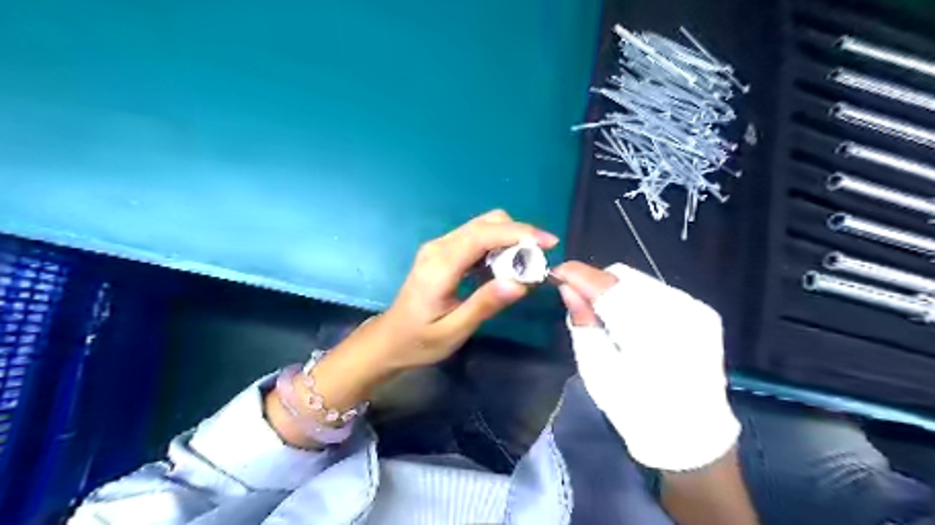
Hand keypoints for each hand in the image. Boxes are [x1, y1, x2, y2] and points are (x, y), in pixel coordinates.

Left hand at [265, 212, 553, 448]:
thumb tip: (520, 283)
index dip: (519, 233)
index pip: (483, 235)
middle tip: (538, 261)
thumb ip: (485, 304)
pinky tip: (504, 267)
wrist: (389, 339)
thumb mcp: (454, 330)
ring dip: (509, 239)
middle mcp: (439, 247)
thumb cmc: (419, 340)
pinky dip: (496, 246)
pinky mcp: (442, 252)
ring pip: (482, 227)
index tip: (549, 242)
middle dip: (518, 234)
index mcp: (440, 265)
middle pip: (485, 223)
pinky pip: (475, 238)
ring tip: (525, 267)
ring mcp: (438, 247)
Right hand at [550, 260, 741, 468]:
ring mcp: (695, 310)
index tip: (556, 274)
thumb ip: (583, 324)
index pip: (607, 287)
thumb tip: (567, 289)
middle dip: (596, 282)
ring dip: (615, 289)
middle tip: (578, 297)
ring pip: (640, 280)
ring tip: (604, 311)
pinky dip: (635, 297)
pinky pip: (657, 290)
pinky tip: (629, 319)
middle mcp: (679, 312)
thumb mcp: (598, 371)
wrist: (691, 434)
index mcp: (650, 333)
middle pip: (624, 277)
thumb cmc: (636, 409)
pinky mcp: (703, 312)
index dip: (578, 275)